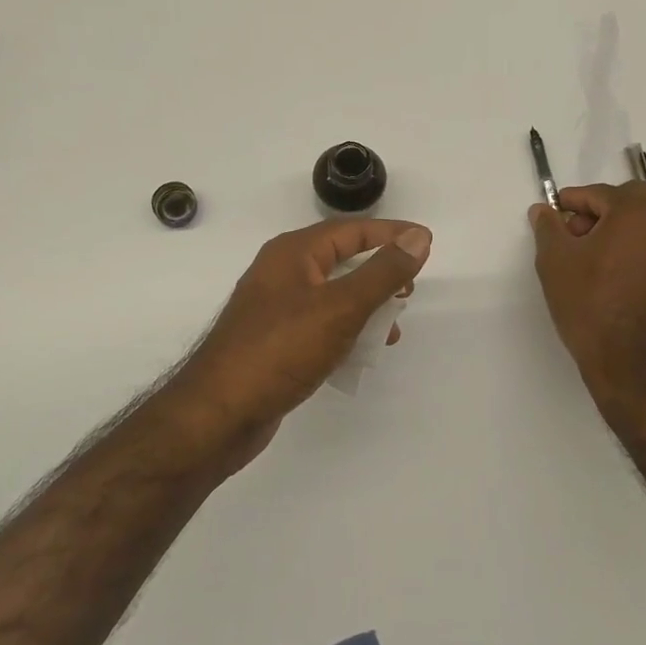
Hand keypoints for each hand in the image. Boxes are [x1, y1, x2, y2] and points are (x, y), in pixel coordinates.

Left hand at [170, 218, 431, 459]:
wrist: (218, 414)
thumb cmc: (280, 350)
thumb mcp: (341, 307)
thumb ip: (382, 272)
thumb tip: (417, 238)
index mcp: (293, 253)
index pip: (352, 230)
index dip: (391, 234)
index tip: (426, 241)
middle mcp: (282, 273)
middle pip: (341, 260)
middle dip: (379, 273)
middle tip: (410, 290)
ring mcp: (275, 309)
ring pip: (333, 296)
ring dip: (366, 307)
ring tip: (392, 328)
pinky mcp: (275, 342)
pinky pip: (321, 325)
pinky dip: (346, 333)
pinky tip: (361, 354)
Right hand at [529, 183, 645, 409]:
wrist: (634, 363)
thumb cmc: (591, 303)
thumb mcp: (555, 261)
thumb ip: (548, 227)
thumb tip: (543, 210)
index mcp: (641, 211)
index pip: (599, 194)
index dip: (571, 203)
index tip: (552, 217)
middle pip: (630, 203)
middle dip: (600, 213)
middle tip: (573, 238)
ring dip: (620, 231)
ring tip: (591, 260)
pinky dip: (637, 251)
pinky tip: (614, 276)